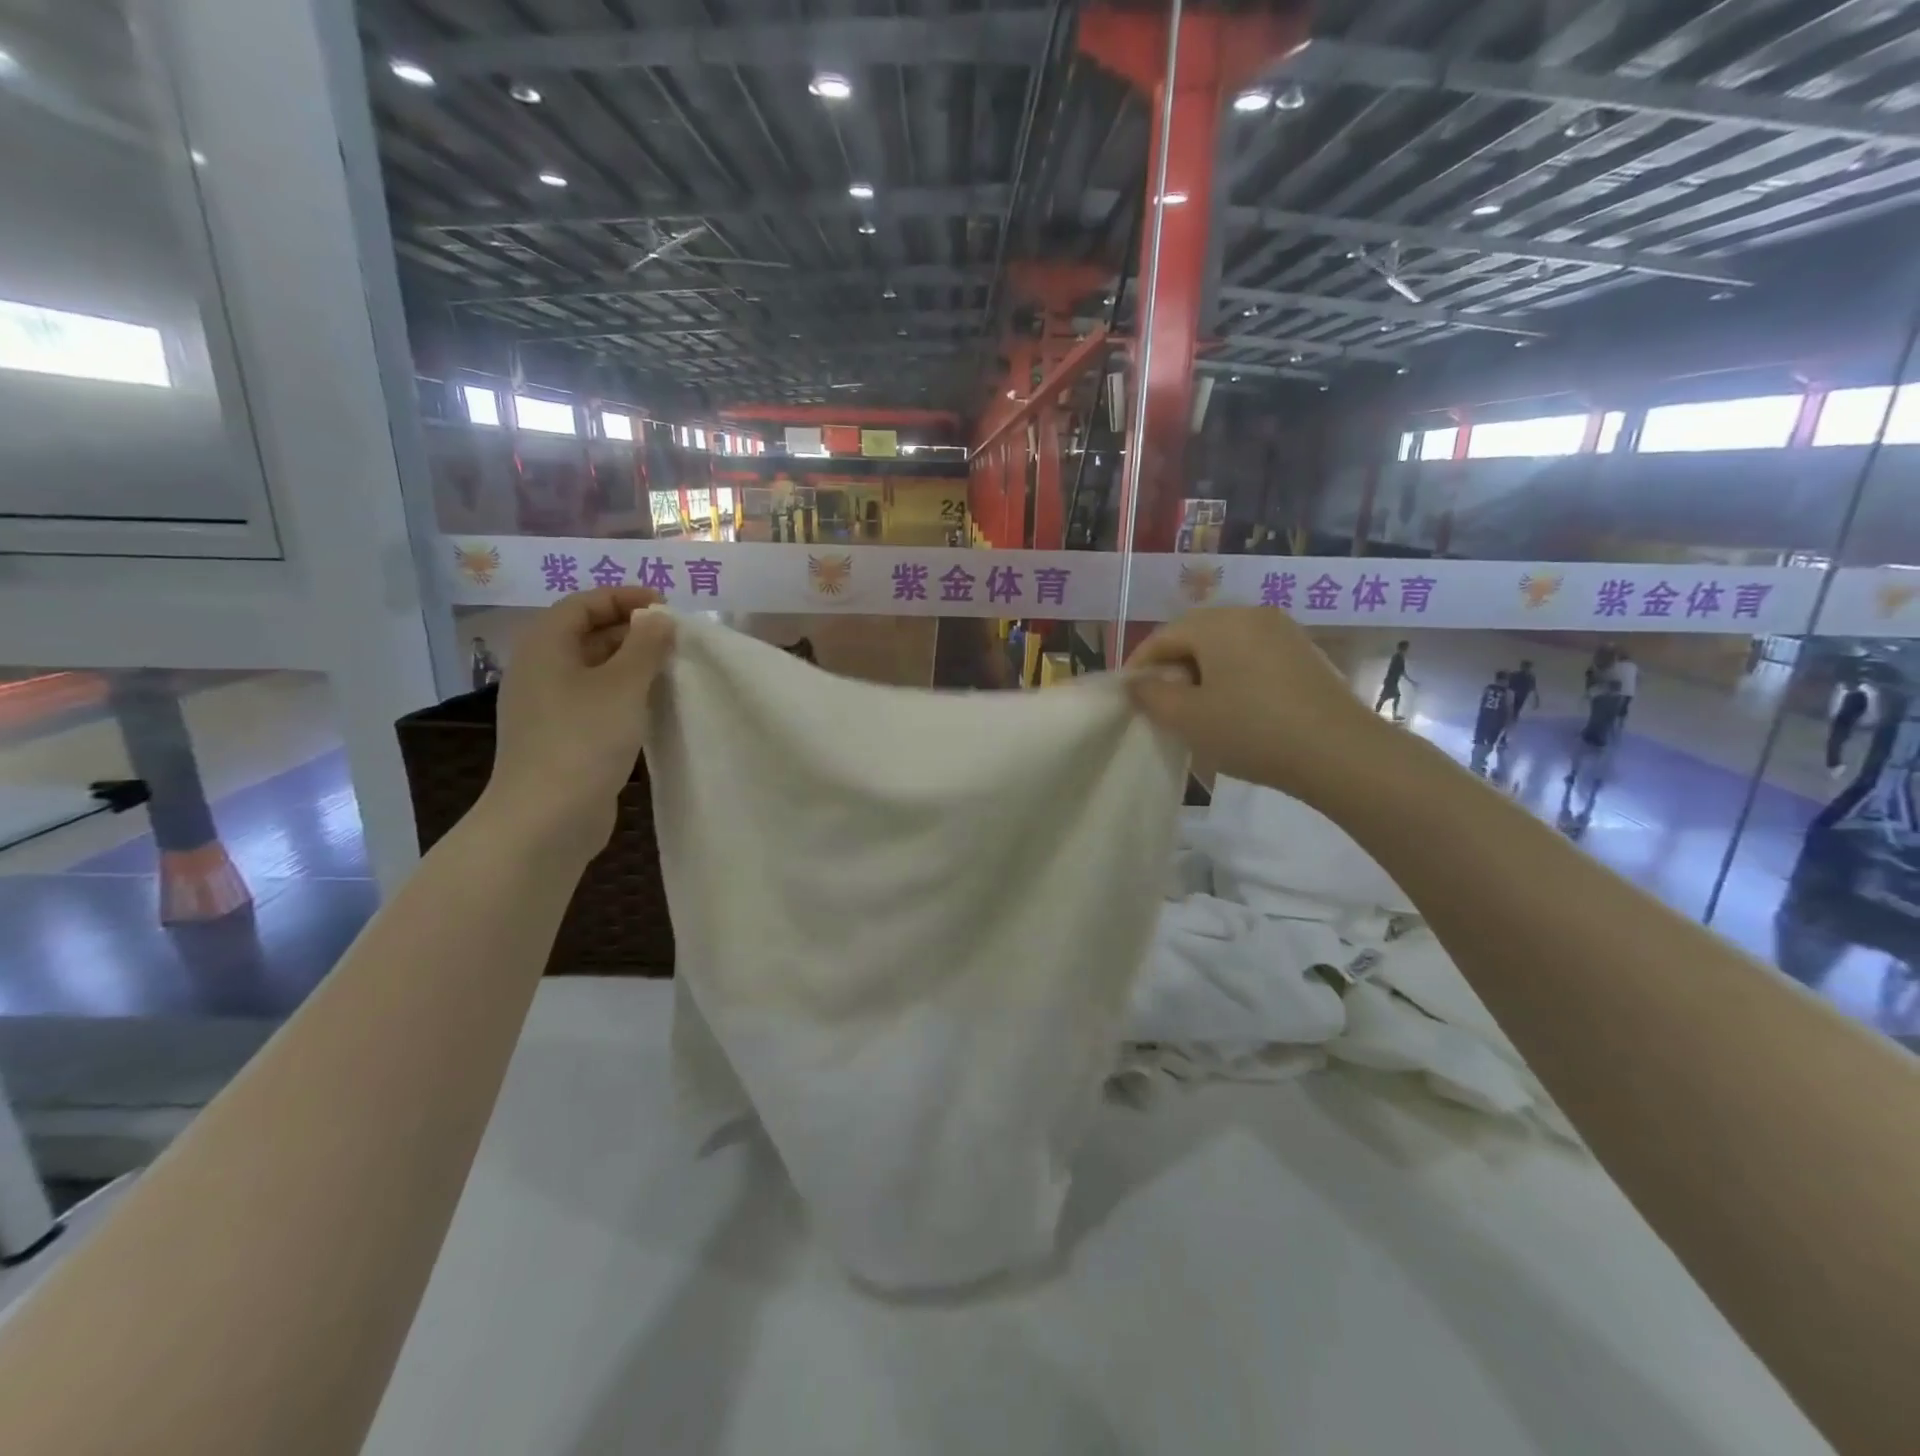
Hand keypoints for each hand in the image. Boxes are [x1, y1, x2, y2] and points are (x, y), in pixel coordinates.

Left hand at [484, 587, 675, 854]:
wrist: (546, 817)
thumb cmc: (584, 739)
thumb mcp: (623, 685)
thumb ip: (646, 645)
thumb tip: (659, 617)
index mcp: (545, 646)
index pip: (583, 603)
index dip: (624, 598)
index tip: (667, 607)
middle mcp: (540, 670)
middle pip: (586, 633)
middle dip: (631, 630)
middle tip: (675, 639)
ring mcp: (548, 706)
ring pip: (593, 669)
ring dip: (631, 664)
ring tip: (671, 669)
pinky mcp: (561, 736)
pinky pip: (595, 699)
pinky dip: (624, 694)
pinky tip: (652, 706)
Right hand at [1126, 607, 1383, 800]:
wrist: (1340, 752)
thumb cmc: (1251, 730)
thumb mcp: (1188, 718)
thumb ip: (1152, 696)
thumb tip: (1138, 683)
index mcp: (1218, 623)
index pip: (1163, 636)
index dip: (1140, 665)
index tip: (1130, 696)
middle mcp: (1250, 614)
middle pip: (1195, 635)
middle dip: (1172, 668)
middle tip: (1161, 705)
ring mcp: (1283, 631)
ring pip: (1226, 646)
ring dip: (1203, 673)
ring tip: (1197, 710)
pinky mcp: (1305, 653)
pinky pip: (1253, 656)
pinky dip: (1233, 676)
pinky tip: (1235, 708)